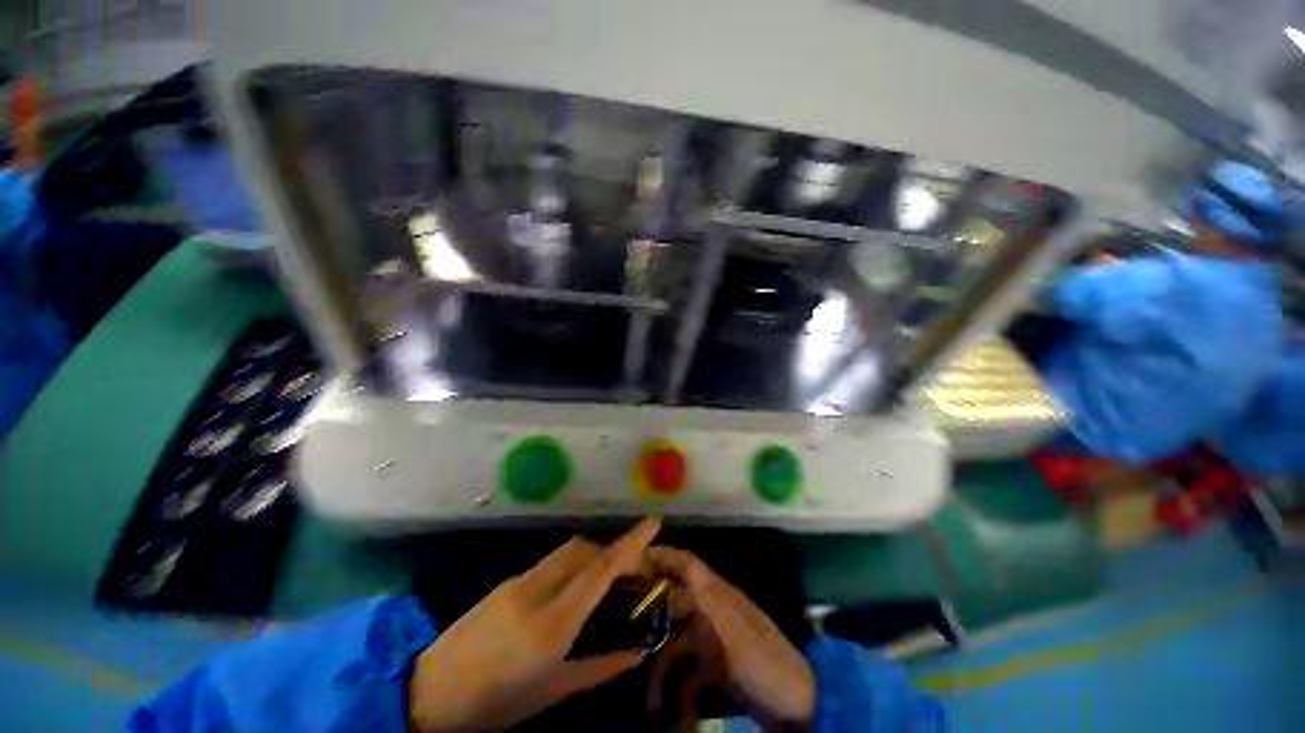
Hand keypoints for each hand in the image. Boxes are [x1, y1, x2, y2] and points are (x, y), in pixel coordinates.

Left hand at [409, 518, 660, 731]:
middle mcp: (537, 591)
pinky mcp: (508, 581)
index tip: (654, 523)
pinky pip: (550, 563)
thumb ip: (601, 668)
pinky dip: (571, 566)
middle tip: (630, 571)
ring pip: (568, 551)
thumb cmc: (497, 703)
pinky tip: (572, 592)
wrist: (430, 694)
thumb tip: (638, 653)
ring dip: (592, 556)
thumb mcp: (553, 691)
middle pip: (585, 550)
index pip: (601, 570)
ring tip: (604, 582)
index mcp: (552, 623)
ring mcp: (518, 582)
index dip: (631, 543)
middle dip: (612, 551)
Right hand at [646, 547, 815, 726]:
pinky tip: (674, 716)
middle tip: (621, 620)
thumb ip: (710, 599)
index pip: (688, 566)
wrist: (797, 707)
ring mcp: (713, 642)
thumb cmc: (766, 661)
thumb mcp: (737, 631)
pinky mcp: (715, 669)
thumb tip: (686, 562)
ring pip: (676, 644)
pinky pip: (687, 675)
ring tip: (649, 702)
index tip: (635, 556)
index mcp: (719, 596)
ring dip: (661, 670)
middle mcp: (712, 612)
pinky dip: (679, 692)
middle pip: (675, 602)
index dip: (664, 556)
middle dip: (650, 612)